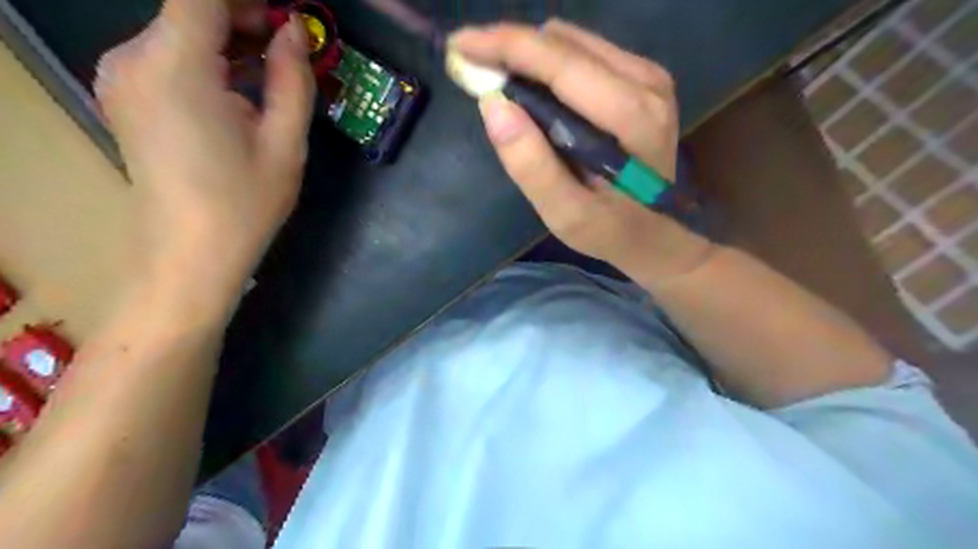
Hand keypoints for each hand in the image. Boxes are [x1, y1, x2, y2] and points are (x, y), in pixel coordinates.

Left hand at [95, 0, 311, 316]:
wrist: (191, 253)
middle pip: (188, 8)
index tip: (289, 19)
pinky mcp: (127, 96)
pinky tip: (242, 90)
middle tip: (292, 47)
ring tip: (274, 71)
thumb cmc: (246, 203)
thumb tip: (295, 32)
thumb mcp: (286, 144)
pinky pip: (170, 56)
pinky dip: (209, 59)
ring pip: (180, 31)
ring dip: (229, 39)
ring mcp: (123, 77)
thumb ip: (292, 80)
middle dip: (244, 16)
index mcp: (174, 66)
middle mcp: (133, 58)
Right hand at [447, 18, 714, 286]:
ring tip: (500, 83)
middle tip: (473, 70)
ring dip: (528, 57)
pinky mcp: (642, 78)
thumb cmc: (611, 230)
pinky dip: (548, 65)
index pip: (561, 63)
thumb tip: (492, 105)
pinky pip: (583, 53)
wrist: (657, 232)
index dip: (506, 46)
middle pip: (564, 44)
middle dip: (511, 49)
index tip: (460, 45)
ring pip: (572, 42)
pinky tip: (533, 92)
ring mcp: (648, 75)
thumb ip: (531, 166)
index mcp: (633, 117)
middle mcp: (646, 82)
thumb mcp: (567, 214)